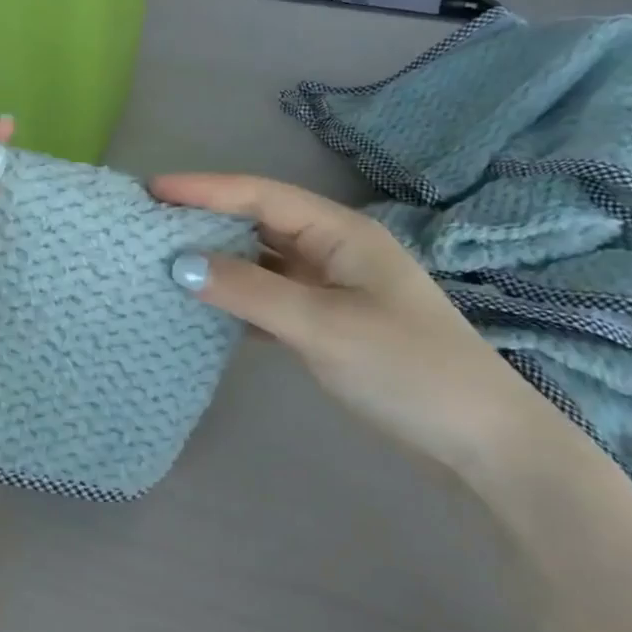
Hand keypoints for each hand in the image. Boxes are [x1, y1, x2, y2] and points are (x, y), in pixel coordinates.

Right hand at [152, 173, 564, 478]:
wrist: (481, 442)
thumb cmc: (406, 368)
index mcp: (341, 233)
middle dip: (207, 218)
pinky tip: (206, 306)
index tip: (151, 189)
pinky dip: (237, 296)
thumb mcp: (322, 326)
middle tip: (150, 221)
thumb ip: (249, 290)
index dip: (205, 189)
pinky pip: (271, 296)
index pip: (261, 196)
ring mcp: (334, 288)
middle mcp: (335, 250)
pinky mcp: (331, 323)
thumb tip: (179, 263)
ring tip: (166, 257)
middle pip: (260, 221)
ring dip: (219, 258)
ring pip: (264, 260)